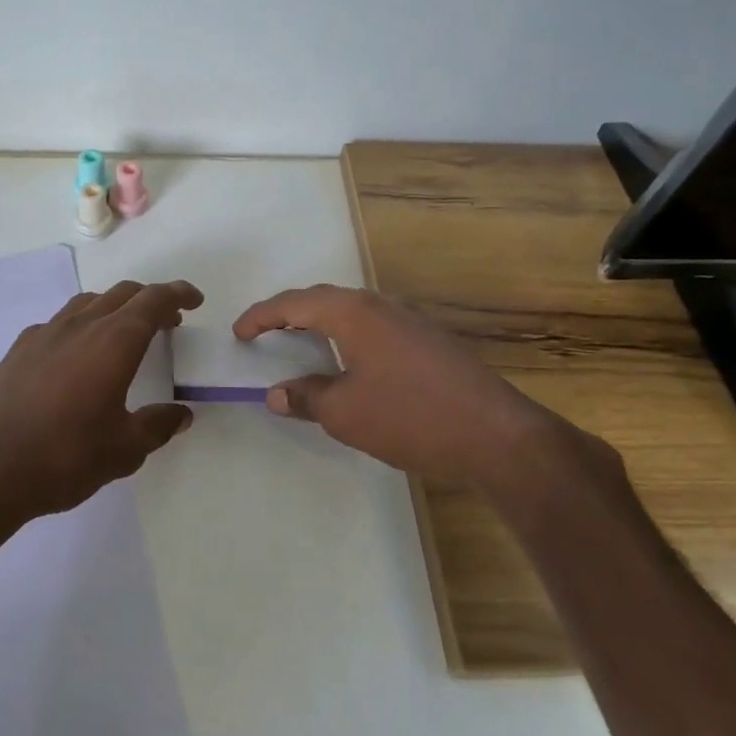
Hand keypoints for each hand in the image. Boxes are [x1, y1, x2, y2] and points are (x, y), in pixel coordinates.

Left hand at [0, 281, 200, 532]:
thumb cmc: (64, 457)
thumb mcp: (124, 450)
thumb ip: (157, 426)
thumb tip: (180, 414)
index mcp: (114, 341)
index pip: (154, 300)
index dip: (178, 294)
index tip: (194, 301)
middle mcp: (81, 325)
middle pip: (122, 294)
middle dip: (151, 300)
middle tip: (168, 322)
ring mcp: (45, 334)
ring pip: (88, 303)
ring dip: (115, 308)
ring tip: (124, 334)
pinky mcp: (18, 350)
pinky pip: (59, 322)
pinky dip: (81, 326)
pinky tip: (77, 357)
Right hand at [232, 285, 623, 507]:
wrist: (496, 435)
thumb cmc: (410, 417)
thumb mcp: (345, 412)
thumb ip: (306, 397)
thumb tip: (277, 393)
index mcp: (354, 313)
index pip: (295, 303)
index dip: (261, 316)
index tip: (239, 332)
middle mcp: (381, 306)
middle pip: (324, 300)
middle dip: (290, 313)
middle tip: (264, 333)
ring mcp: (411, 321)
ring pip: (353, 312)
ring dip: (322, 324)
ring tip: (302, 345)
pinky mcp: (431, 341)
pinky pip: (375, 328)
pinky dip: (349, 338)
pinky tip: (351, 364)